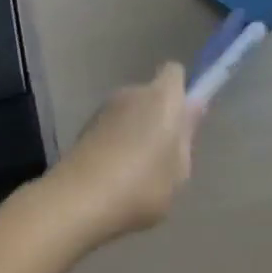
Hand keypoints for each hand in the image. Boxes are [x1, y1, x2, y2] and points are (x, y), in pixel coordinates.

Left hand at [46, 62, 201, 245]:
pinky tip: (114, 175)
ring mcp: (105, 108)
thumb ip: (187, 135)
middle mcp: (133, 92)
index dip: (181, 91)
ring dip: (135, 130)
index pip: (175, 72)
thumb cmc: (142, 185)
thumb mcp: (179, 170)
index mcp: (162, 97)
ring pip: (130, 111)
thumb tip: (193, 107)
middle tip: (164, 154)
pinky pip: (111, 127)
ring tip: (137, 170)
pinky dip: (115, 142)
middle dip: (159, 116)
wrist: (78, 200)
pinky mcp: (85, 127)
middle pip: (151, 94)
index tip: (184, 118)